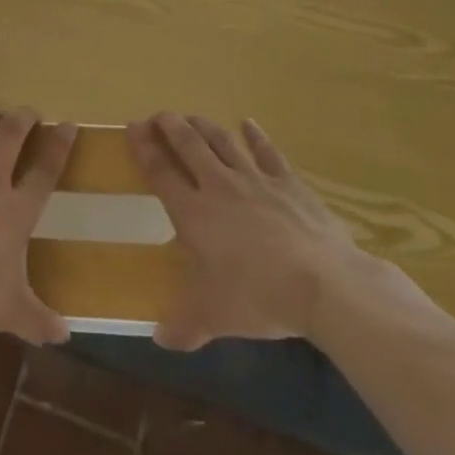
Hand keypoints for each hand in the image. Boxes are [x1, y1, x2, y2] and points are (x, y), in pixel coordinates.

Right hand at [128, 112, 361, 350]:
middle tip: (159, 115)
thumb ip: (184, 325)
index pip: (161, 172)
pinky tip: (248, 123)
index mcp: (194, 213)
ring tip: (192, 116)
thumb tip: (160, 339)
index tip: (132, 126)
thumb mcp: (214, 316)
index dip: (144, 148)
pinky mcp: (288, 183)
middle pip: (189, 146)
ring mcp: (256, 180)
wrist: (322, 283)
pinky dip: (256, 136)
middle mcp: (219, 187)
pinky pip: (267, 152)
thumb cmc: (258, 296)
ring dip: (204, 126)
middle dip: (171, 126)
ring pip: (223, 142)